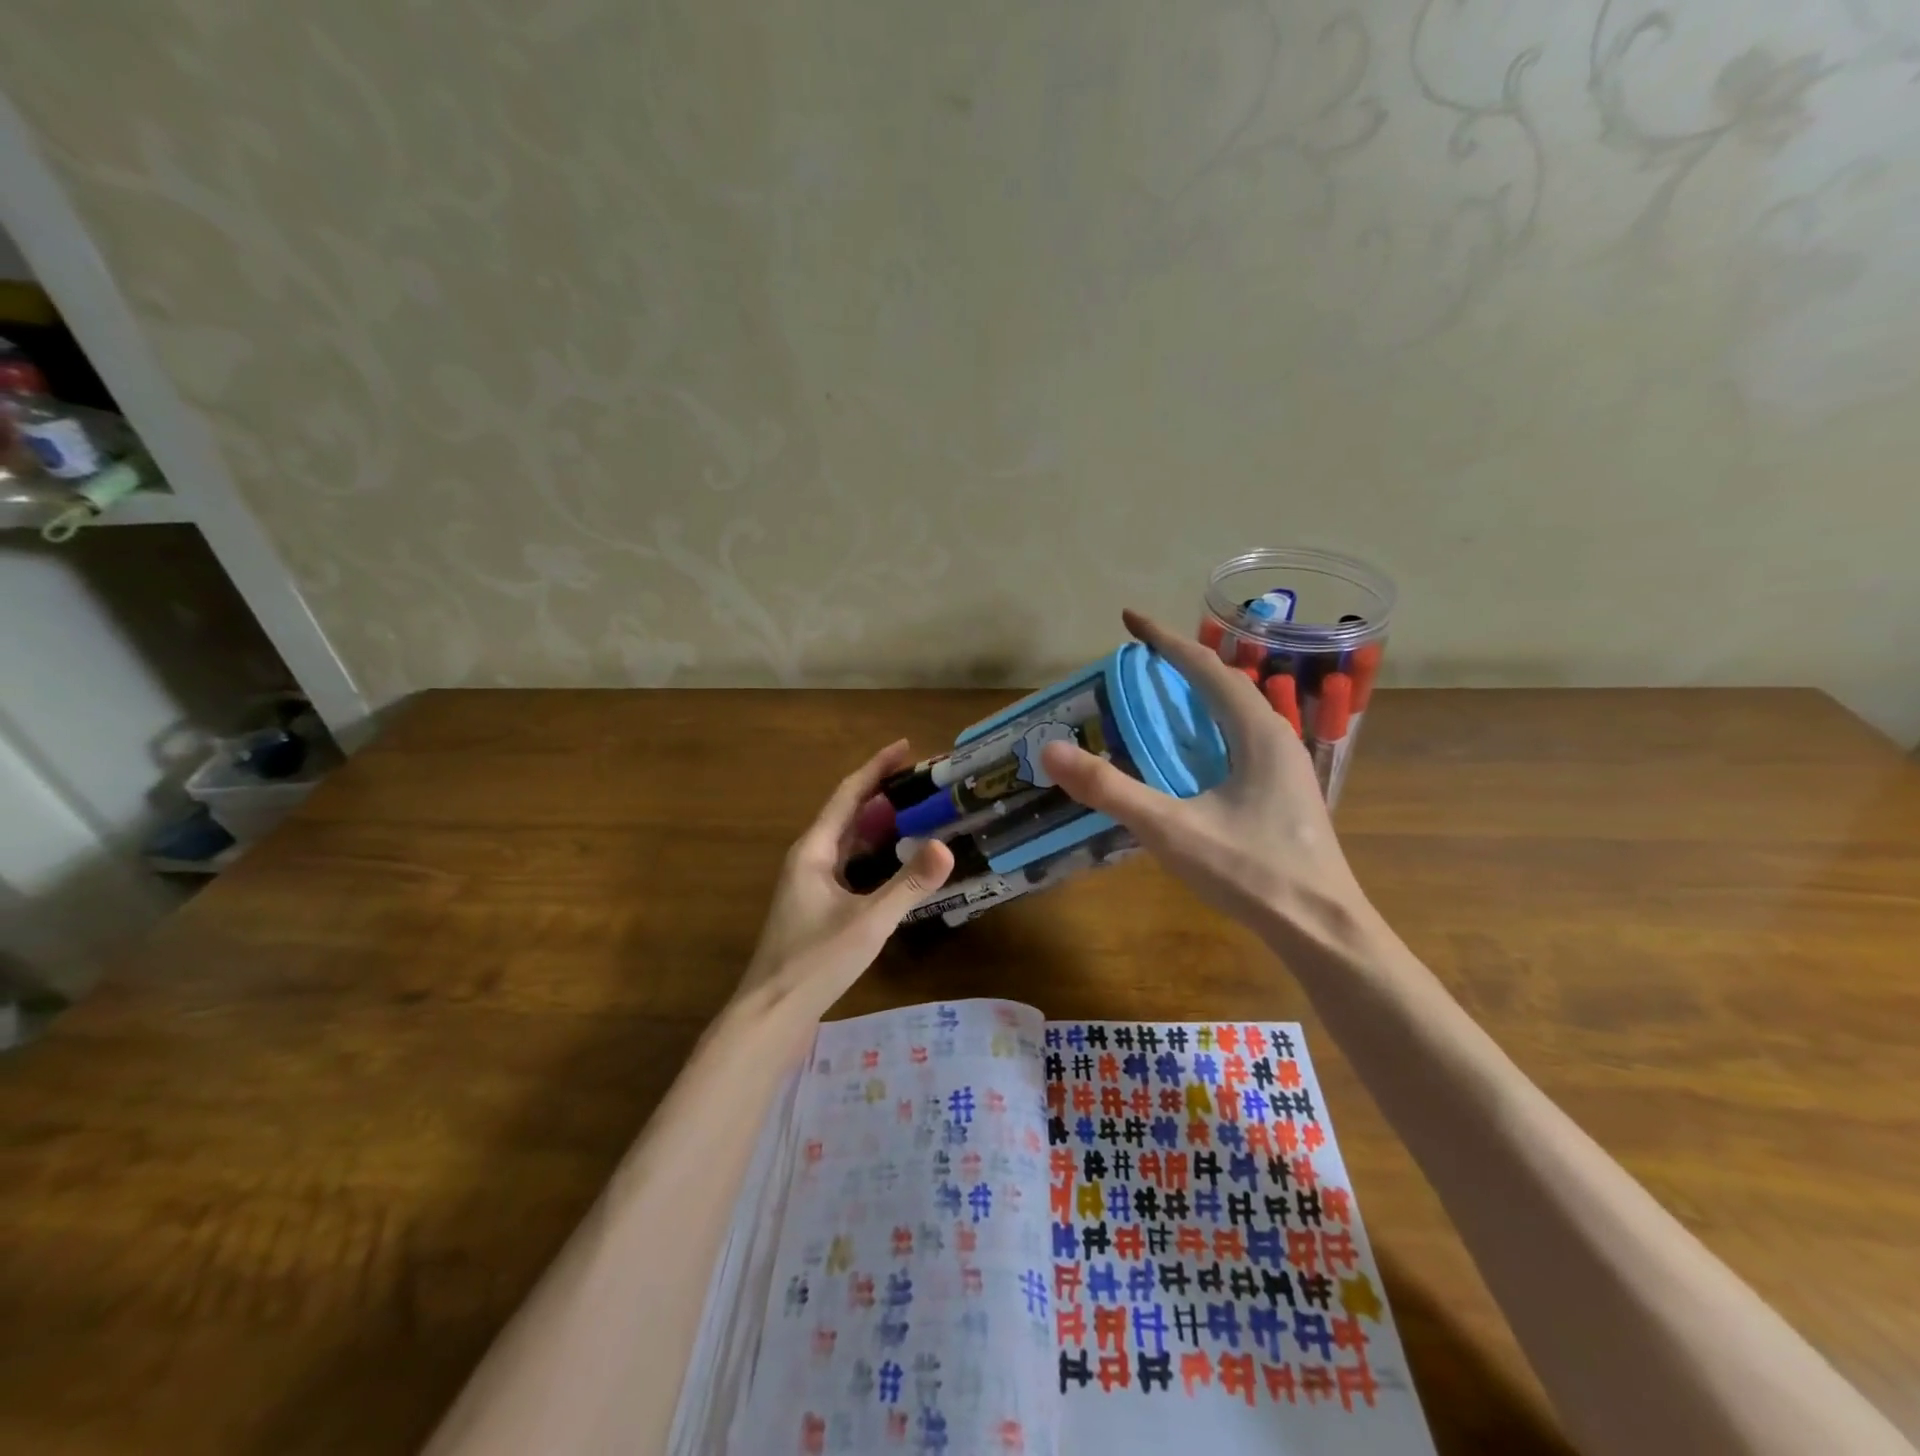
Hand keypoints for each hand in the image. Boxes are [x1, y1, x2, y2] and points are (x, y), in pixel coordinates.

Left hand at [738, 740, 953, 1008]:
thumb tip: (946, 846)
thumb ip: (907, 884)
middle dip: (884, 793)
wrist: (771, 1014)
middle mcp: (809, 858)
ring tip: (919, 813)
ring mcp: (811, 883)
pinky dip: (876, 855)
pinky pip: (851, 865)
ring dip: (880, 824)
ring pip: (850, 841)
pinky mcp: (818, 906)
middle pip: (849, 813)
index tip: (907, 747)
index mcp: (813, 850)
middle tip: (925, 782)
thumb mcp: (868, 921)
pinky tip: (898, 863)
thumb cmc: (814, 962)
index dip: (877, 767)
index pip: (849, 794)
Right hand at [1039, 610, 1368, 939]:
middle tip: (1141, 658)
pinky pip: (1242, 740)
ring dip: (1200, 695)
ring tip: (1164, 695)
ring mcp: (1286, 767)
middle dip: (1183, 662)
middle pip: (1226, 683)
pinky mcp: (1284, 794)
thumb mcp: (1170, 829)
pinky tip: (1194, 755)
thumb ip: (1109, 789)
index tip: (1129, 619)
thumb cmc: (1250, 872)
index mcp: (1257, 732)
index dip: (1164, 640)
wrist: (1322, 930)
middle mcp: (1277, 738)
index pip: (1205, 668)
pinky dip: (1211, 728)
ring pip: (1238, 713)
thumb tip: (1052, 750)